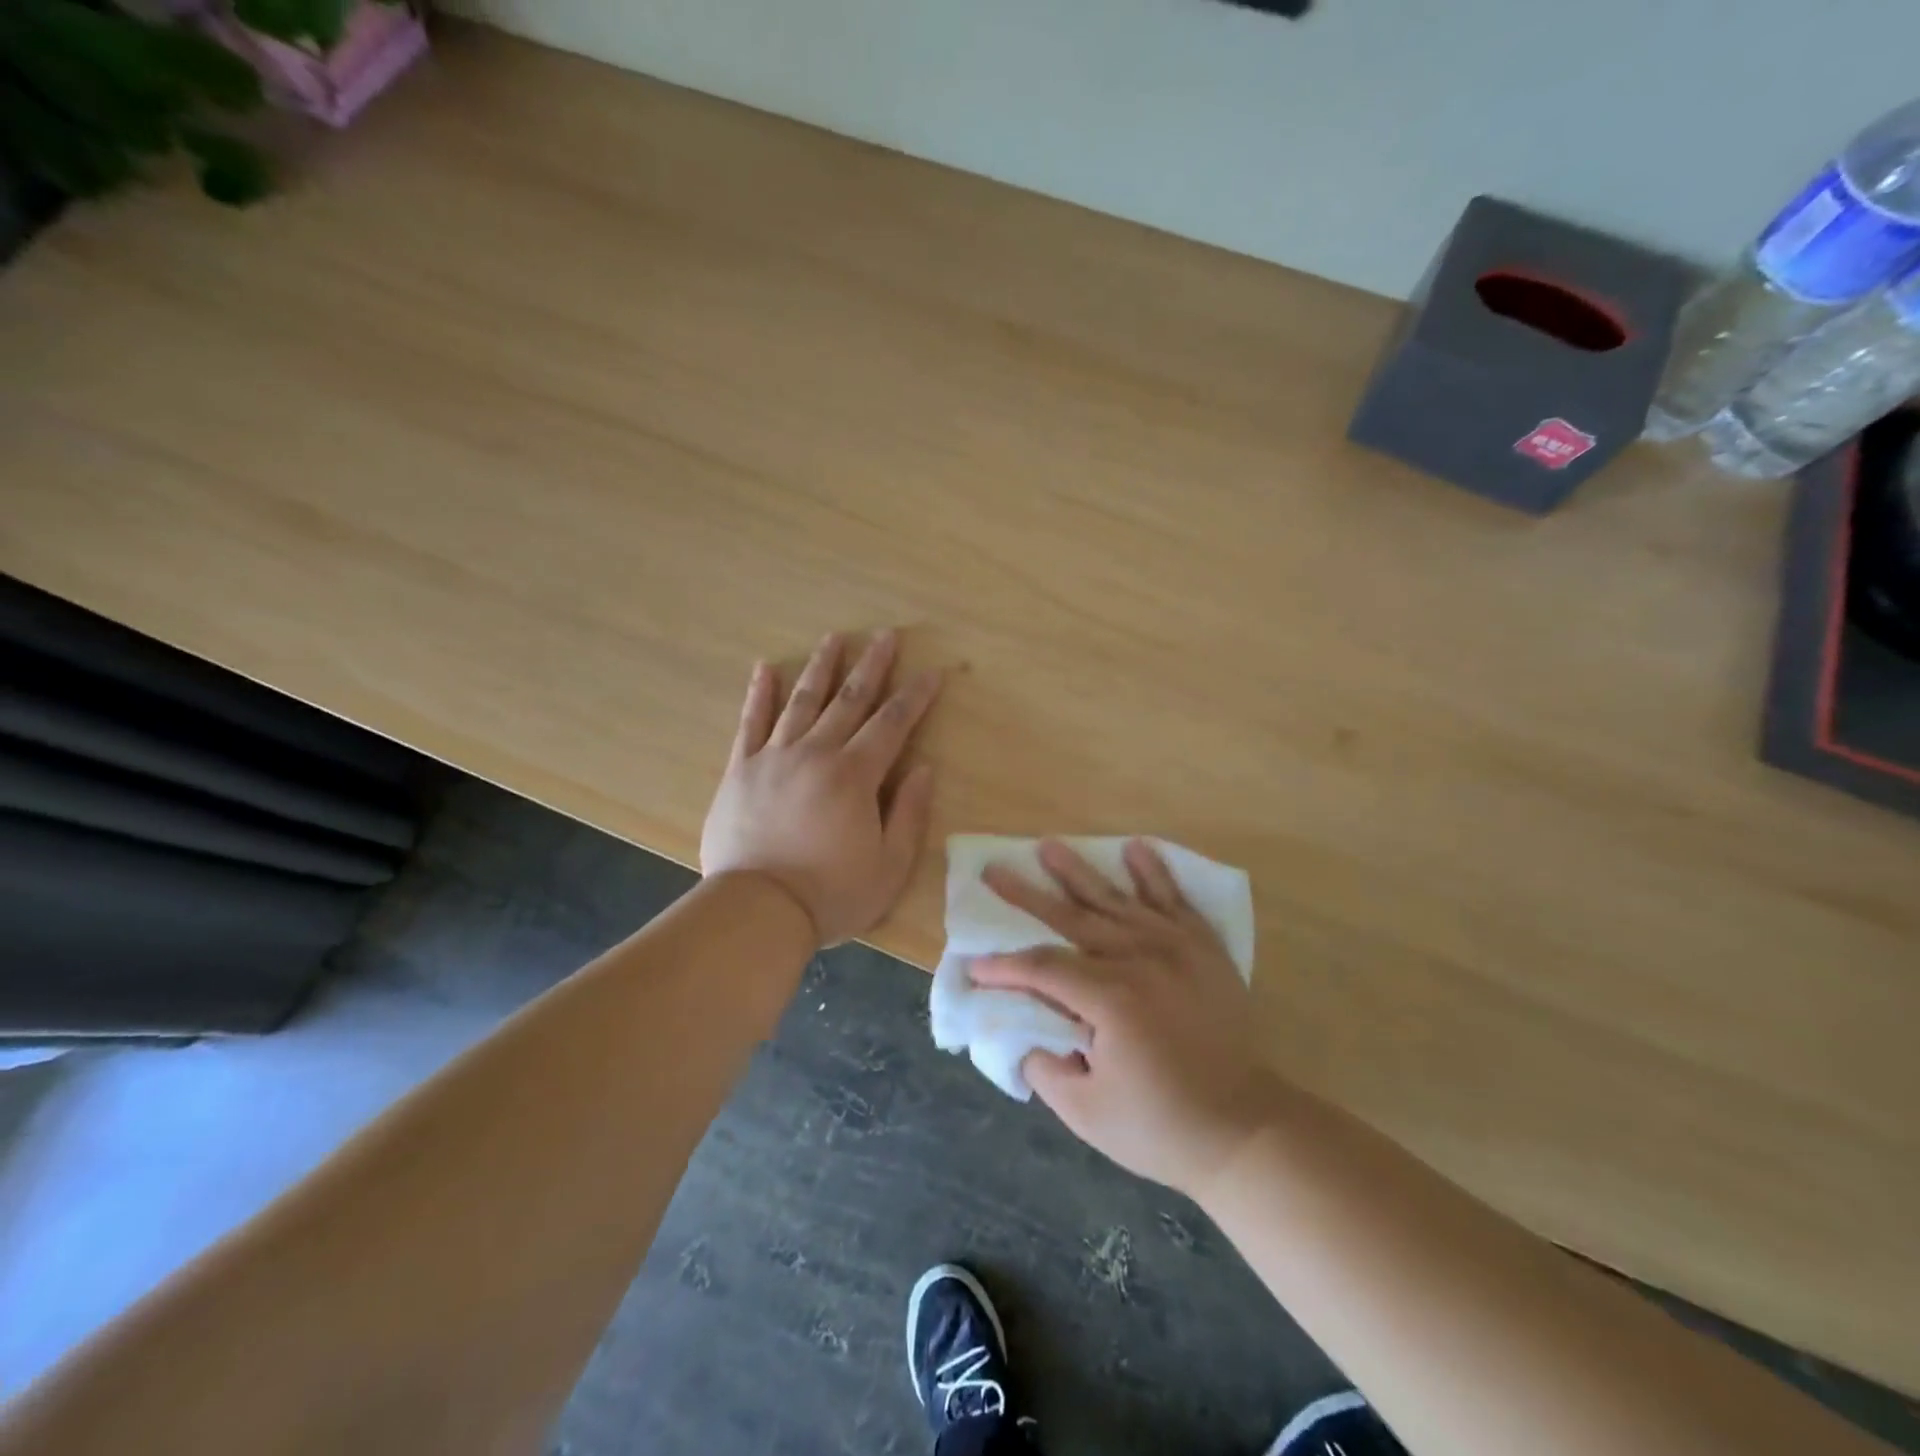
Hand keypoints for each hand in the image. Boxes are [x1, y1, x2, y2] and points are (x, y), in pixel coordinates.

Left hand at [701, 631, 942, 947]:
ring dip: (820, 667)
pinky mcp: (740, 770)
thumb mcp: (890, 866)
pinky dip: (759, 694)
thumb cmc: (832, 893)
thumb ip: (909, 813)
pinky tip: (765, 668)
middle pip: (849, 700)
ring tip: (833, 638)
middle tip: (885, 635)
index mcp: (855, 775)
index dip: (915, 696)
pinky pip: (750, 723)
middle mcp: (816, 753)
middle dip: (871, 666)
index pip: (892, 724)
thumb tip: (924, 768)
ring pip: (802, 701)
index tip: (931, 672)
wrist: (757, 911)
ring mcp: (774, 757)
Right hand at [970, 839, 1284, 1198]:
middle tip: (995, 871)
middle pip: (1072, 918)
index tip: (975, 967)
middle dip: (1027, 896)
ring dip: (1079, 872)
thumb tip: (1029, 1035)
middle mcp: (1139, 959)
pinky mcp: (1203, 949)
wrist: (1245, 1129)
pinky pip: (1174, 901)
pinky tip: (1135, 849)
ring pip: (1116, 900)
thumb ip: (1045, 1068)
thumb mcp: (1086, 1113)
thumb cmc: (1162, 1127)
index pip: (1042, 969)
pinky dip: (1154, 874)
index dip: (1004, 967)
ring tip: (1049, 846)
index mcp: (1110, 999)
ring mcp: (1175, 948)